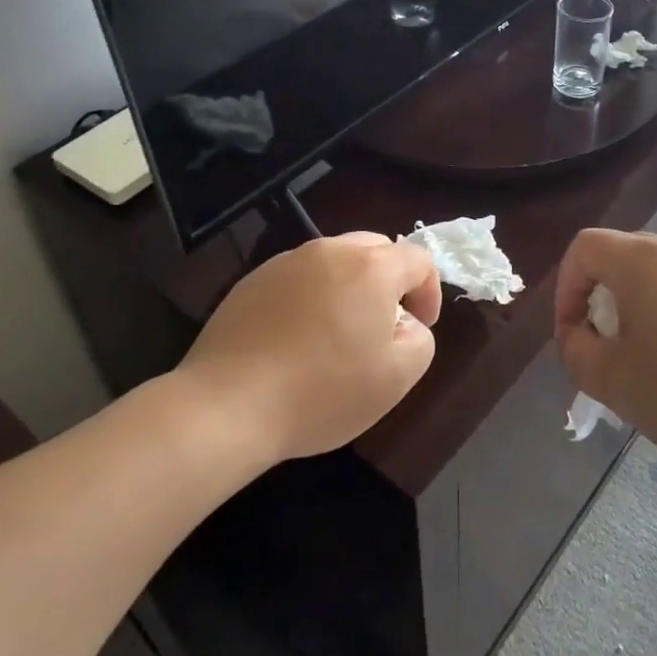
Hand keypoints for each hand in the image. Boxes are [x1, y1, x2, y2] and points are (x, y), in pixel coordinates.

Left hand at [177, 233, 441, 463]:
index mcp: (370, 267)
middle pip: (375, 250)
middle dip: (389, 283)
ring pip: (334, 262)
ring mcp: (285, 262)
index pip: (418, 259)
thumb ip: (419, 339)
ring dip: (348, 288)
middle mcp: (329, 251)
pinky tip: (296, 341)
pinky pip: (298, 279)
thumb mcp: (397, 377)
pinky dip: (310, 298)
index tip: (419, 329)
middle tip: (381, 328)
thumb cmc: (322, 392)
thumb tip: (403, 322)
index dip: (428, 293)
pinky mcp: (252, 281)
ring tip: (337, 336)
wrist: (228, 405)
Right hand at [553, 229, 656, 476]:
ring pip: (656, 276)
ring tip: (646, 362)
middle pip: (620, 257)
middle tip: (604, 349)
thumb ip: (577, 354)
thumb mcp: (617, 383)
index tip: (573, 334)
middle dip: (599, 300)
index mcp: (643, 261)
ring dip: (636, 310)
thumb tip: (575, 336)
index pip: (584, 247)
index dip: (565, 287)